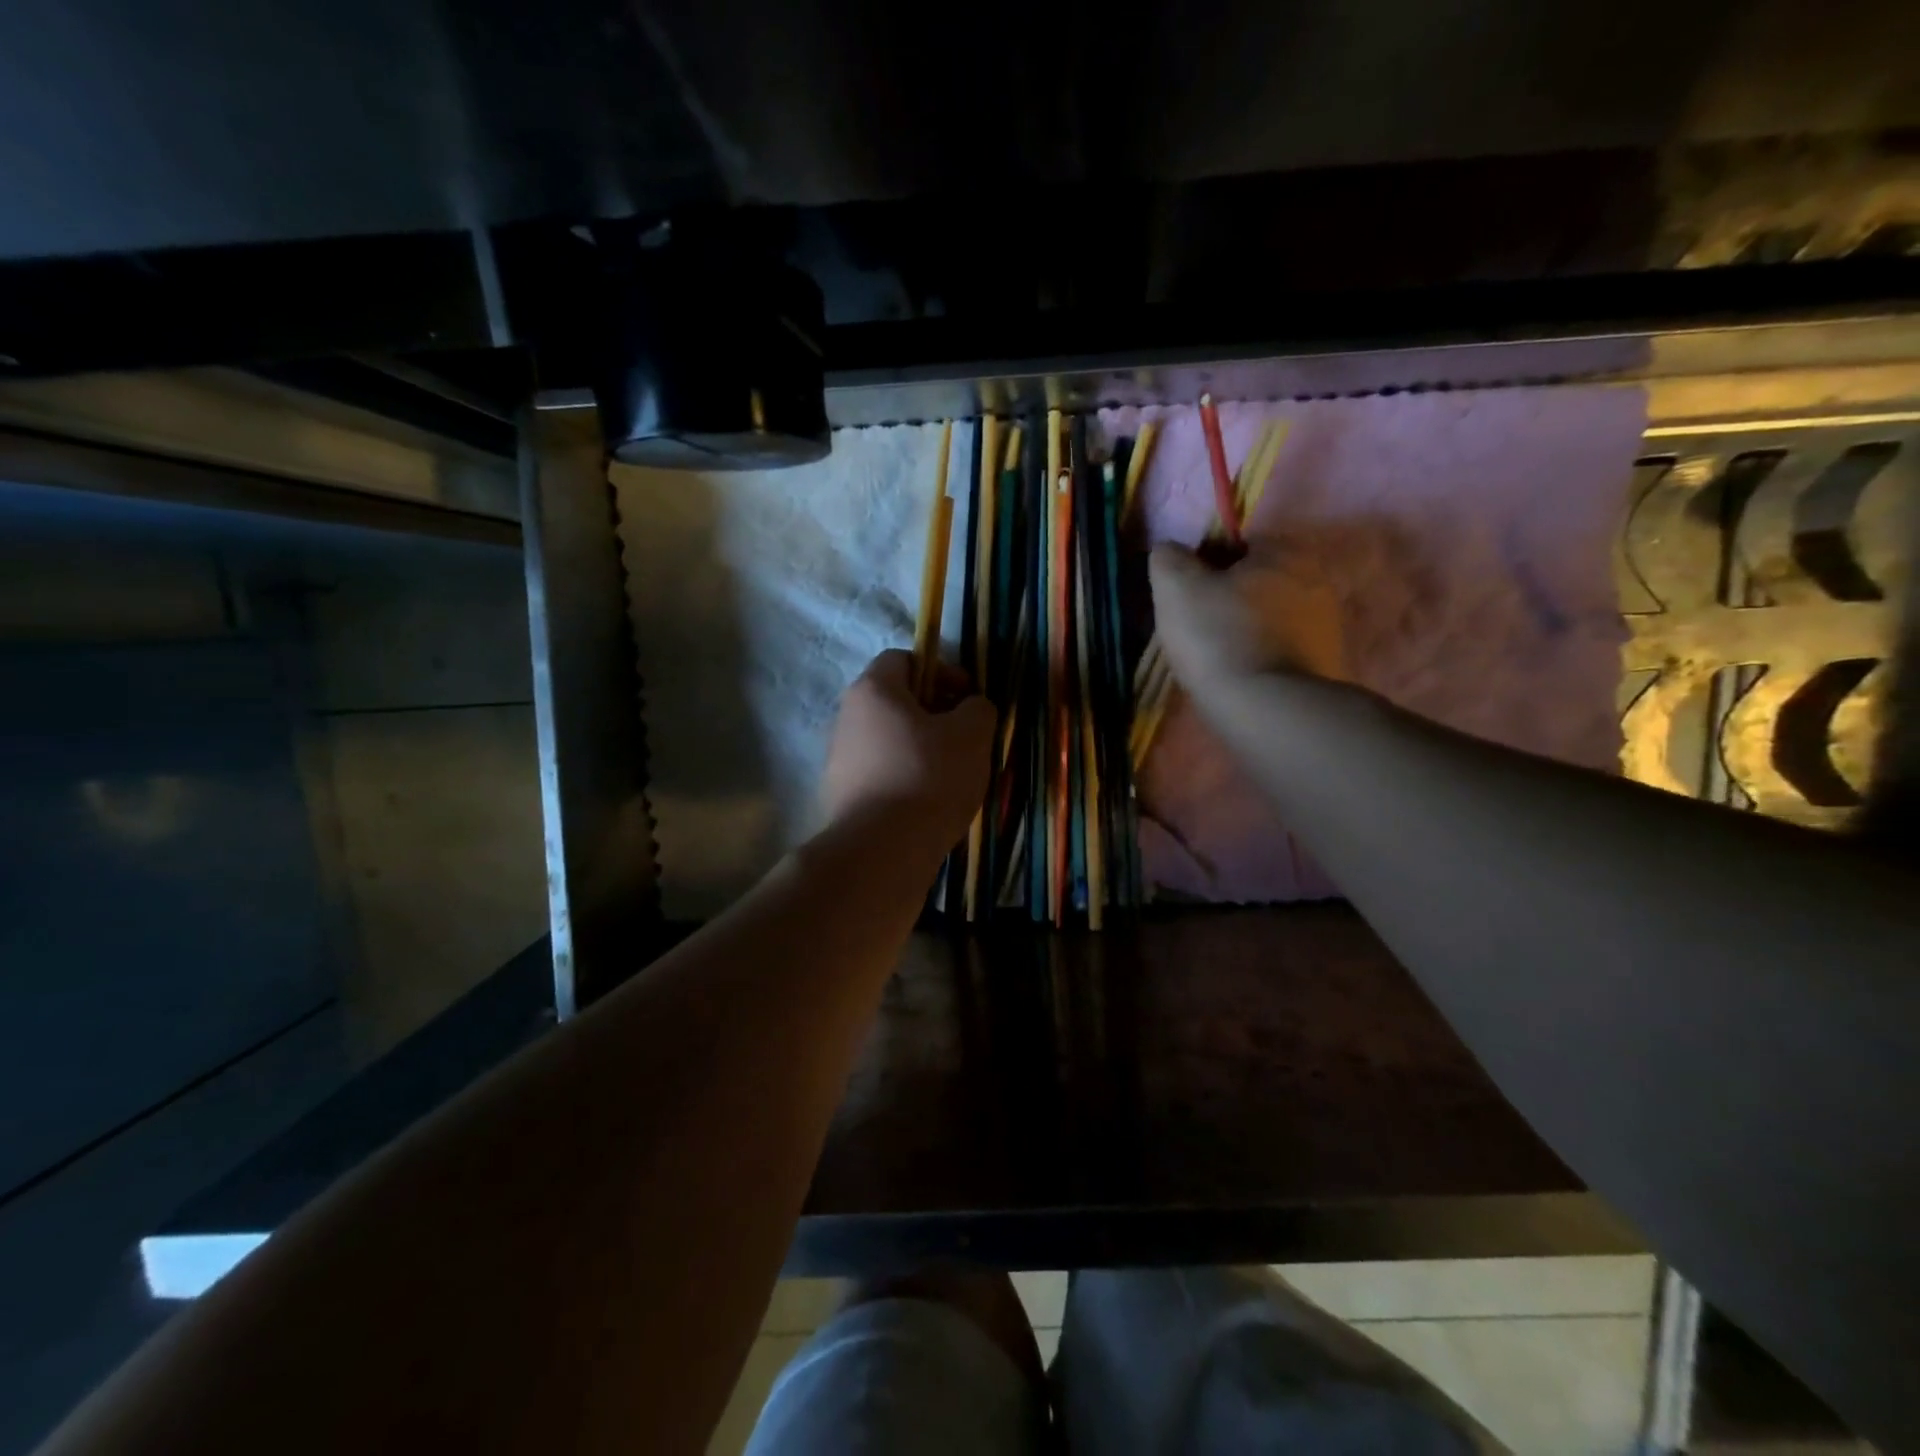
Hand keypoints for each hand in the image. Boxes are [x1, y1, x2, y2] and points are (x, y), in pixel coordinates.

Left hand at [821, 650, 993, 843]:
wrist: (882, 849)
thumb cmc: (929, 777)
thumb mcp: (972, 735)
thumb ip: (978, 709)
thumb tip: (971, 706)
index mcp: (873, 690)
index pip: (903, 658)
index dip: (940, 670)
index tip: (967, 697)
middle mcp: (846, 717)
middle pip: (895, 701)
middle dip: (933, 713)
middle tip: (964, 736)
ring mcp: (838, 759)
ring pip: (888, 739)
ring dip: (920, 748)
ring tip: (951, 774)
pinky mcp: (840, 795)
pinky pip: (880, 773)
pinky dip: (904, 777)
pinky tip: (927, 802)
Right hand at [1149, 539, 1348, 692]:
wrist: (1268, 710)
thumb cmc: (1219, 637)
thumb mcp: (1176, 588)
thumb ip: (1168, 558)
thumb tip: (1169, 551)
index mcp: (1285, 551)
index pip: (1236, 543)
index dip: (1203, 565)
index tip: (1184, 596)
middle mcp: (1317, 579)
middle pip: (1255, 581)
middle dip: (1227, 598)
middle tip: (1195, 627)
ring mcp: (1327, 625)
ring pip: (1269, 617)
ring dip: (1243, 629)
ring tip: (1214, 658)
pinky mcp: (1326, 664)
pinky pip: (1281, 650)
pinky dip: (1259, 657)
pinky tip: (1239, 676)